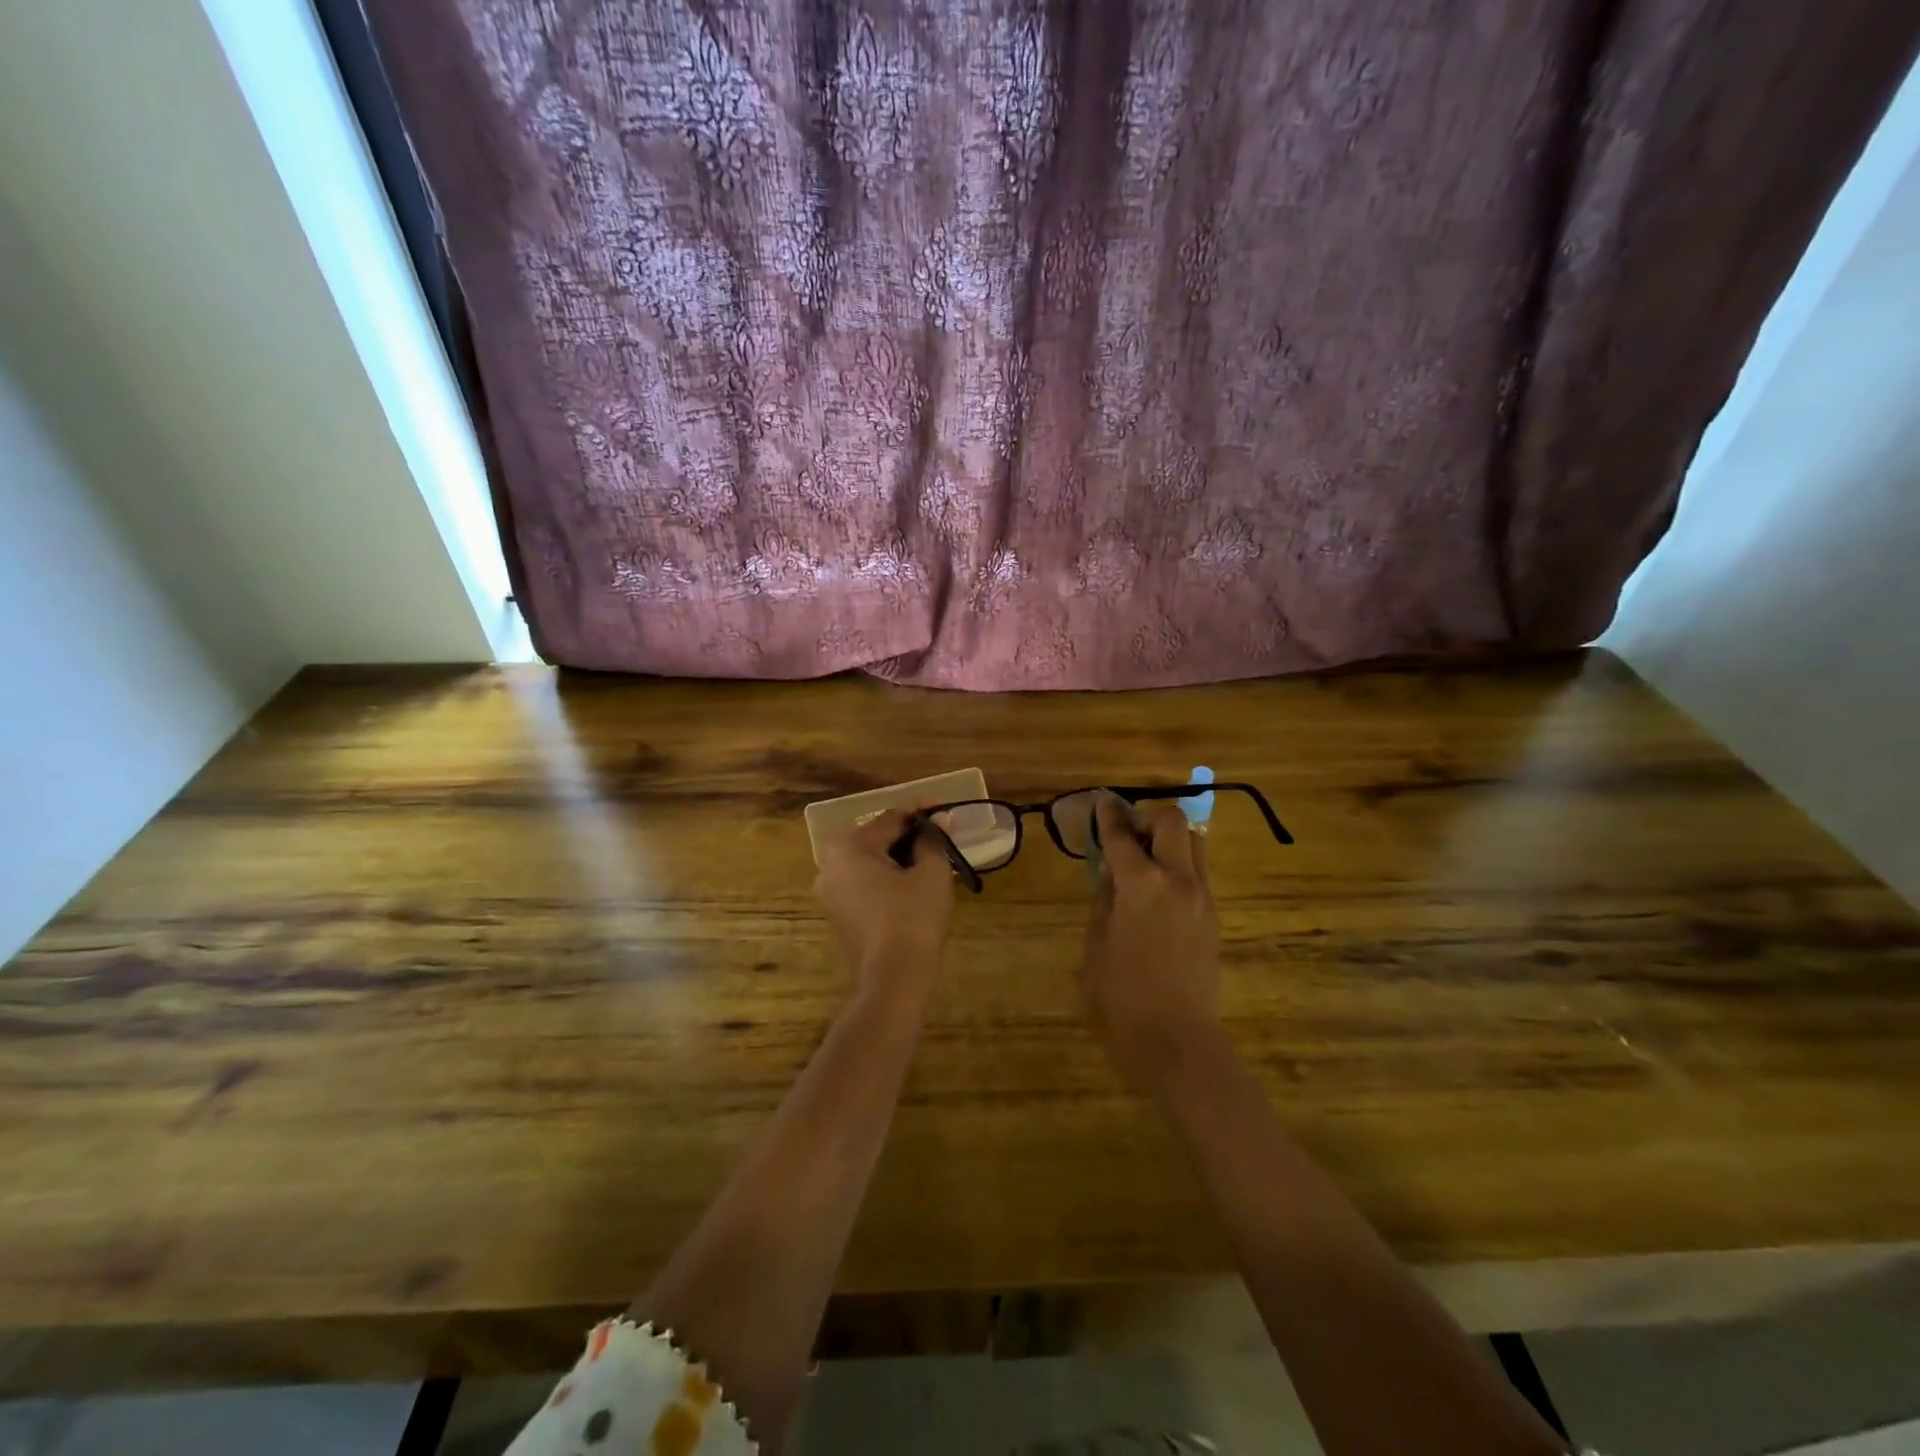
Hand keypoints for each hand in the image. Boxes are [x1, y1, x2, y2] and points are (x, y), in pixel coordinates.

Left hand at [814, 807, 954, 1005]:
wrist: (894, 980)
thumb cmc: (913, 919)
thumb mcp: (931, 873)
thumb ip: (933, 841)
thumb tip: (938, 822)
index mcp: (849, 848)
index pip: (891, 819)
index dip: (921, 812)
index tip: (945, 807)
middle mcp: (830, 865)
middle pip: (877, 839)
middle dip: (910, 835)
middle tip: (941, 833)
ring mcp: (830, 893)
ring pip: (871, 863)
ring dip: (900, 857)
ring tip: (932, 856)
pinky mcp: (838, 915)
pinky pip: (865, 884)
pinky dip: (888, 878)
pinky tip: (913, 881)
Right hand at [1082, 795, 1224, 1094]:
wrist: (1178, 1040)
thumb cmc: (1122, 997)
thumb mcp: (1097, 944)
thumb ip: (1104, 900)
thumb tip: (1111, 874)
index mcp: (1141, 884)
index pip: (1121, 835)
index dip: (1108, 814)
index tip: (1102, 801)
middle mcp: (1178, 879)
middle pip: (1172, 821)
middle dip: (1147, 816)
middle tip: (1127, 832)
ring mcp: (1202, 896)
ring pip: (1194, 843)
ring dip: (1169, 838)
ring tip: (1145, 858)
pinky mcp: (1213, 915)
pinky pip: (1199, 871)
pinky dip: (1179, 863)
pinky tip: (1159, 888)